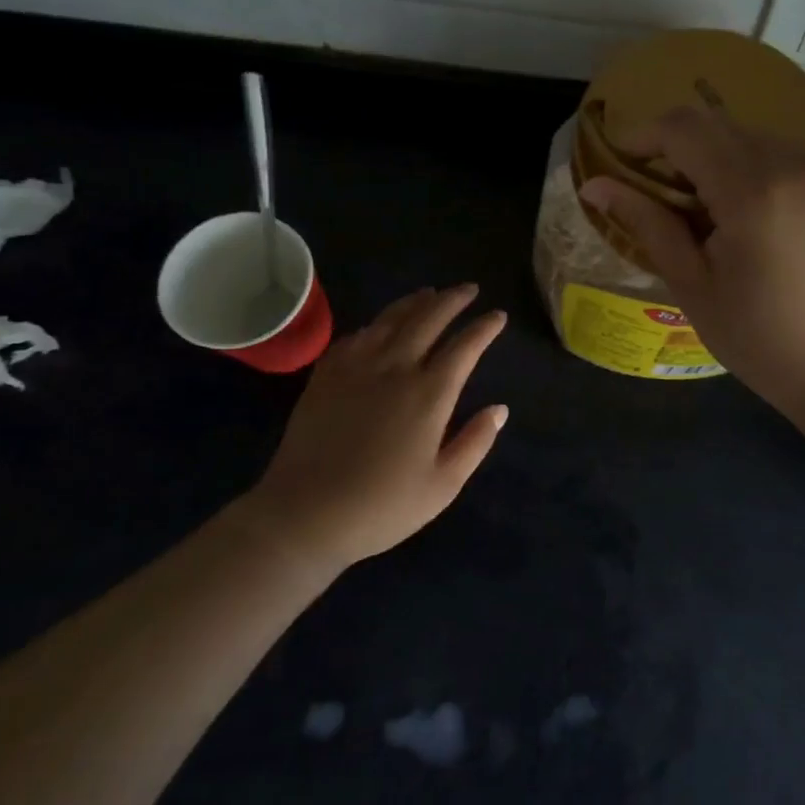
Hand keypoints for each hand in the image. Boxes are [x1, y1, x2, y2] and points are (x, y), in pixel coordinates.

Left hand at [244, 284, 508, 571]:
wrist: (304, 514)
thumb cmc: (381, 507)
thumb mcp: (443, 486)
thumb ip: (475, 442)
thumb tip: (500, 409)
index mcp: (430, 394)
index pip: (465, 346)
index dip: (485, 327)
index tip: (498, 315)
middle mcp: (396, 368)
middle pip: (429, 318)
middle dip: (453, 299)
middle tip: (469, 290)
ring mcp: (357, 367)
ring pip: (391, 319)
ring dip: (416, 302)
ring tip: (430, 293)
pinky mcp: (326, 374)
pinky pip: (356, 336)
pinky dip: (376, 324)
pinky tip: (380, 325)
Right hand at [579, 108, 804, 422]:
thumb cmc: (764, 341)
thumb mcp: (694, 286)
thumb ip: (647, 223)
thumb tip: (594, 185)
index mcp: (753, 189)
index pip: (685, 127)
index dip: (646, 135)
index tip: (628, 162)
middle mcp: (800, 163)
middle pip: (724, 129)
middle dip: (688, 154)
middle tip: (675, 203)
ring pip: (763, 142)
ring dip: (732, 165)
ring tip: (728, 221)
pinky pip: (802, 161)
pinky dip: (773, 178)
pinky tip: (775, 225)